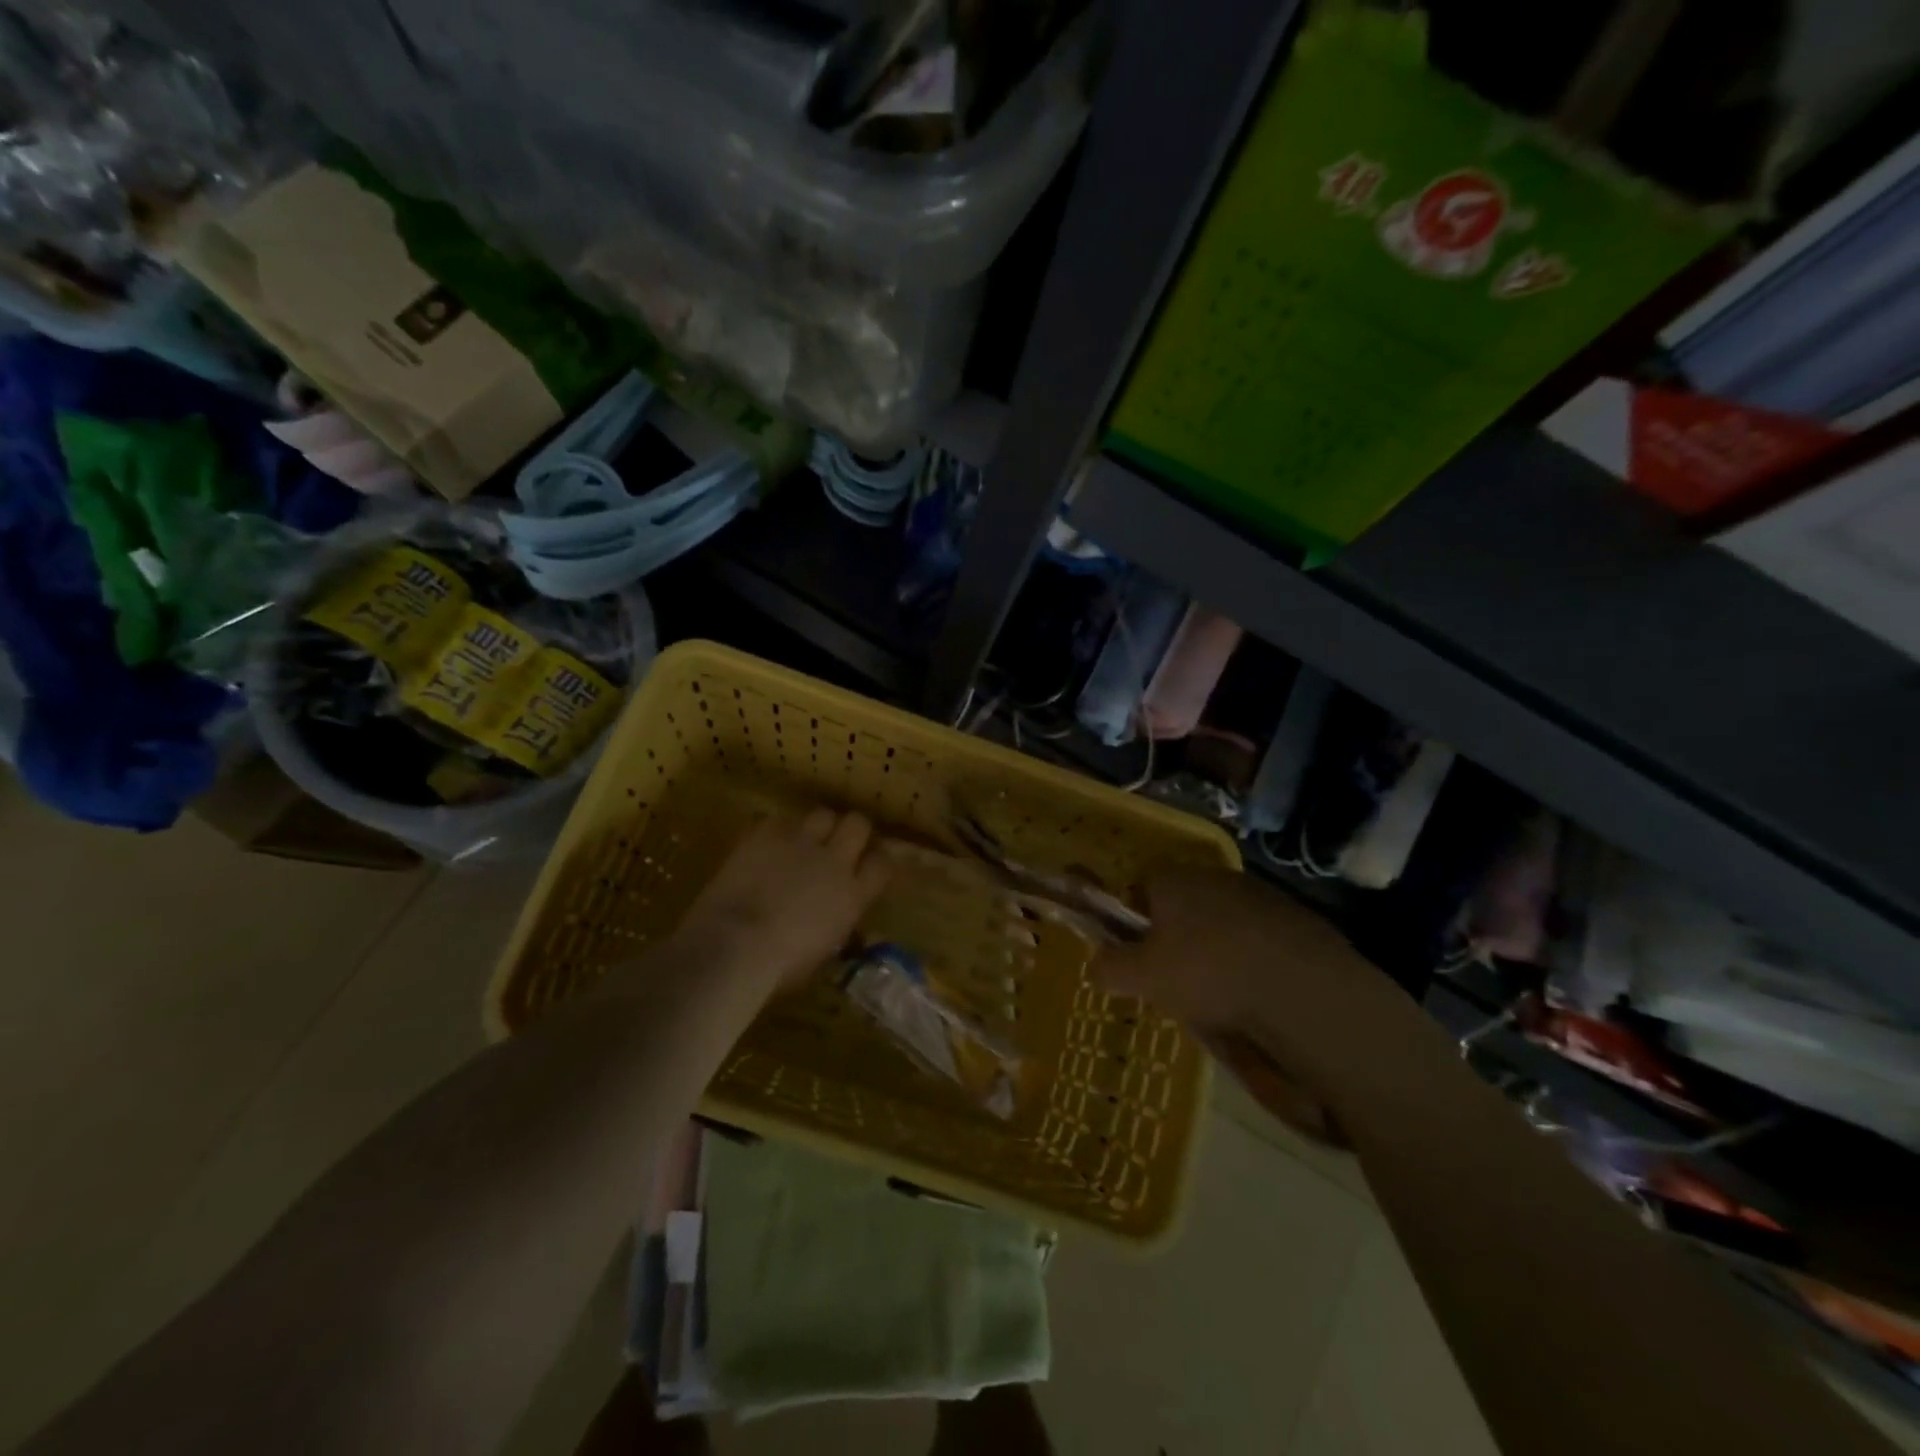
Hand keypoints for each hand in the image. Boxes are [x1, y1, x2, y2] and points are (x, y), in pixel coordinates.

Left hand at [672, 807, 890, 995]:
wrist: (733, 945)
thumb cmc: (779, 967)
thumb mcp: (822, 955)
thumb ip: (838, 928)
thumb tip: (842, 923)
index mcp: (853, 896)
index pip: (882, 863)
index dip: (878, 859)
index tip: (869, 864)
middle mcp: (834, 861)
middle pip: (858, 824)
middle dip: (852, 830)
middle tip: (840, 843)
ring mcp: (800, 843)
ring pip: (823, 814)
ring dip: (818, 826)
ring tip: (804, 840)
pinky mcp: (766, 834)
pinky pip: (780, 820)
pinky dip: (777, 831)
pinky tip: (767, 845)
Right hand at [1092, 866, 1358, 1031]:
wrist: (1305, 990)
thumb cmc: (1209, 974)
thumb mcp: (1144, 979)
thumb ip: (1110, 968)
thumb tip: (1096, 965)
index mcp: (1174, 880)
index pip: (1140, 885)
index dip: (1133, 918)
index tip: (1138, 953)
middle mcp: (1215, 875)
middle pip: (1183, 902)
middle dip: (1176, 934)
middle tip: (1175, 978)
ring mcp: (1261, 894)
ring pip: (1223, 919)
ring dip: (1217, 946)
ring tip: (1220, 992)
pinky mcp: (1298, 919)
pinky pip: (1260, 937)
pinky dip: (1254, 958)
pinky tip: (1258, 993)